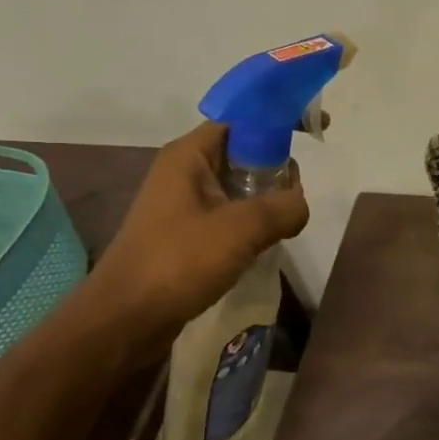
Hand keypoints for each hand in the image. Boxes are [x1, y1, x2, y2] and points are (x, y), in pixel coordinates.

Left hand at [86, 123, 309, 344]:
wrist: (124, 320)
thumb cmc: (177, 263)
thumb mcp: (240, 229)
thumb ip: (282, 208)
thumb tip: (299, 205)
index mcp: (189, 155)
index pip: (241, 119)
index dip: (278, 118)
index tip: (314, 129)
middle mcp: (185, 171)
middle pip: (243, 151)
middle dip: (275, 166)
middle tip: (295, 195)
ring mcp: (184, 204)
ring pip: (238, 186)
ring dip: (266, 199)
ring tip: (285, 223)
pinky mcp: (187, 234)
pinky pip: (229, 214)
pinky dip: (252, 222)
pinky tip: (266, 244)